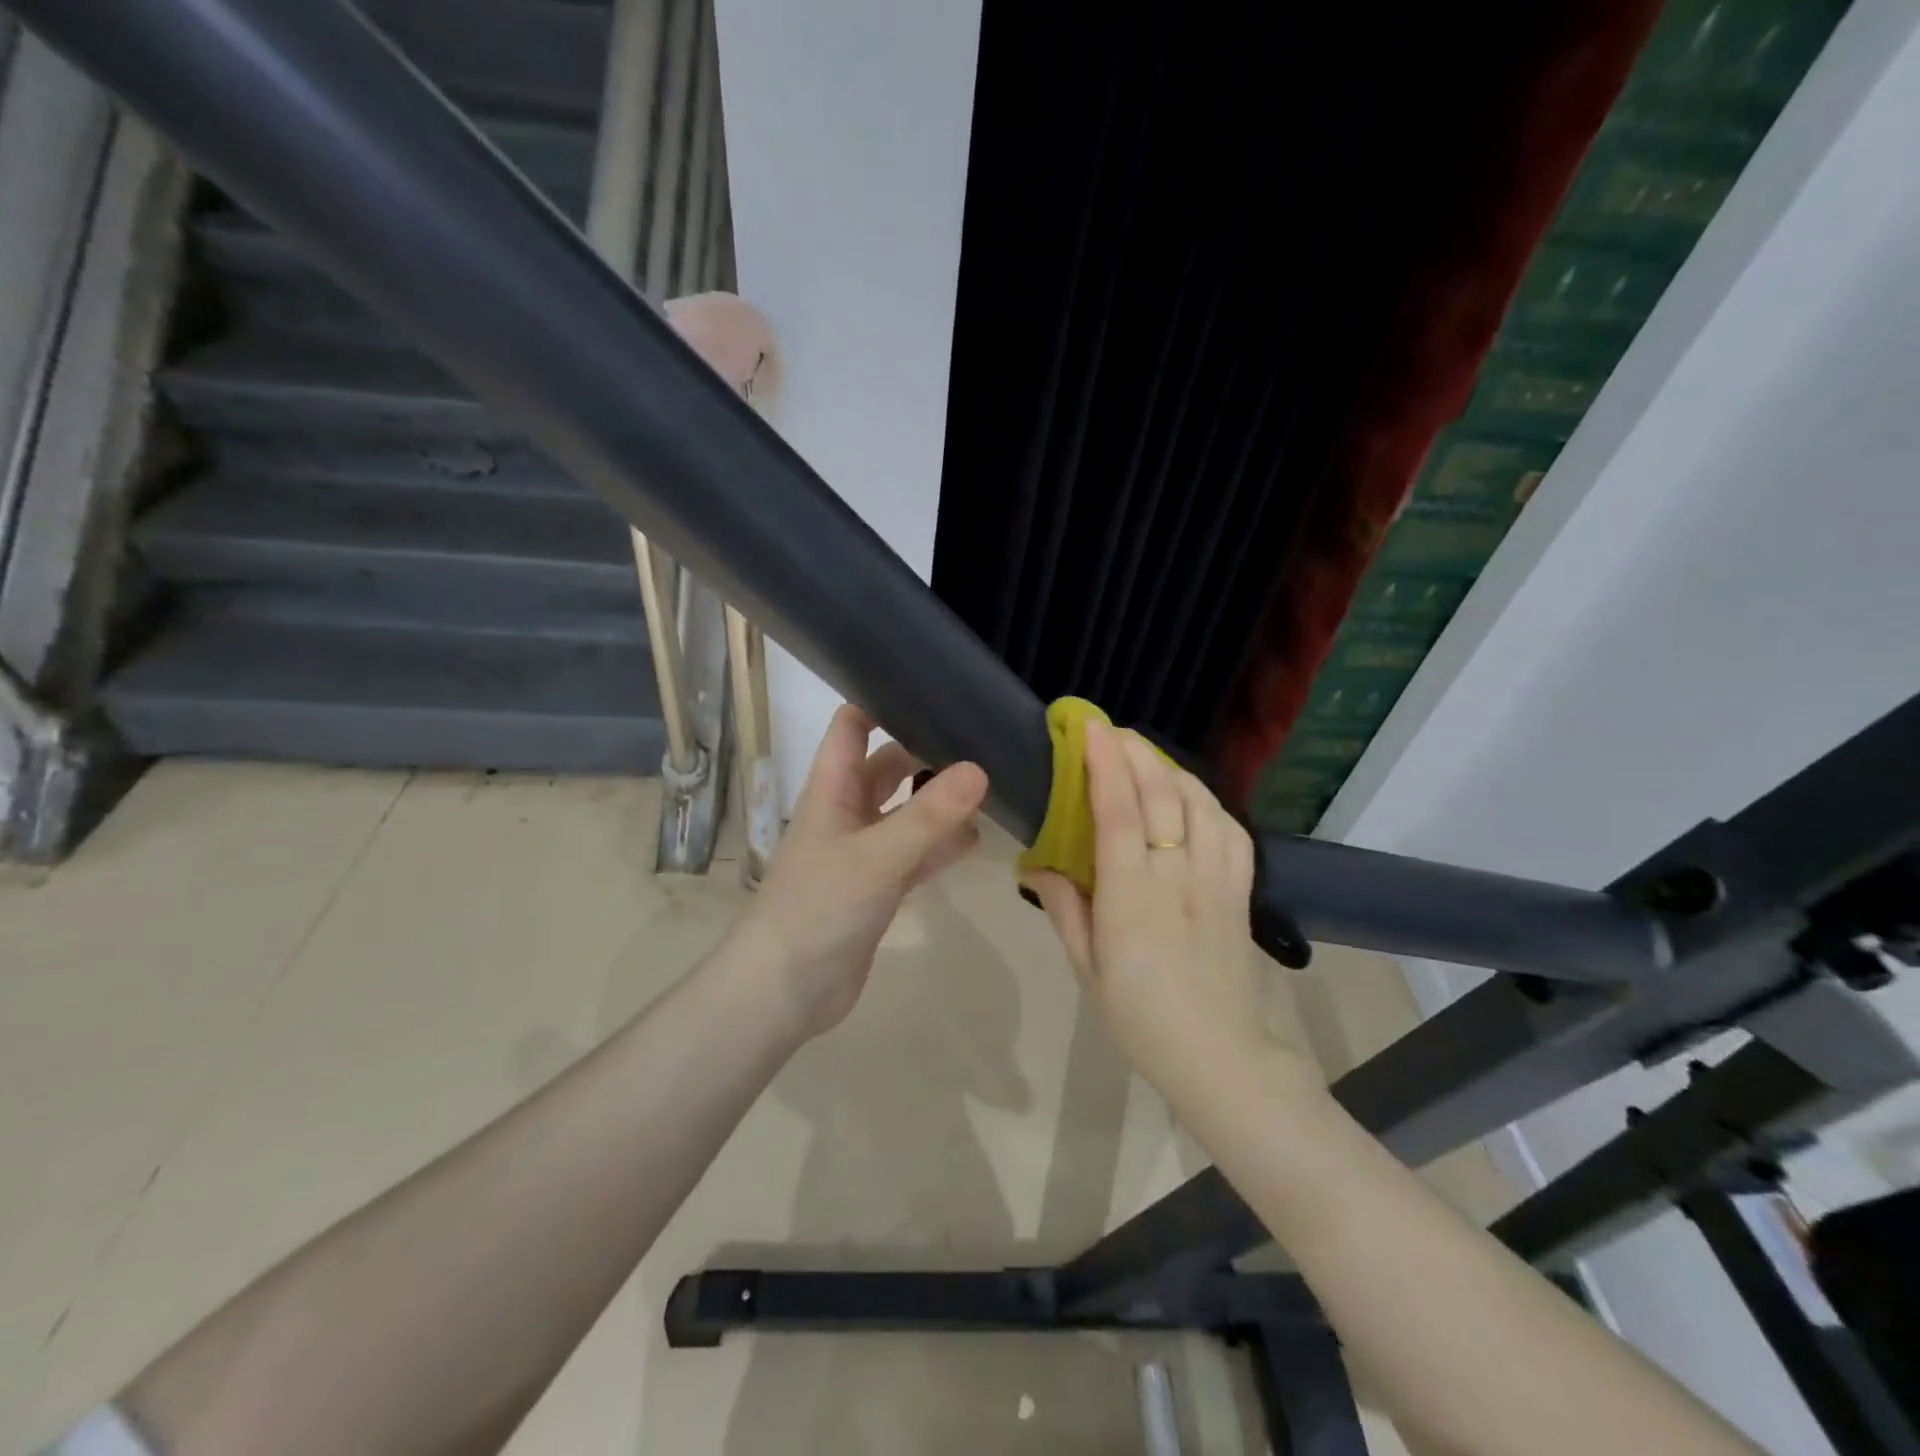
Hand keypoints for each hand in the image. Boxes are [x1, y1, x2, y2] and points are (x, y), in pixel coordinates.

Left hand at [728, 705, 988, 1040]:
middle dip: (928, 752)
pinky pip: (915, 854)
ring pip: (907, 812)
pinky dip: (941, 846)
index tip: (933, 690)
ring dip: (940, 802)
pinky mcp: (878, 887)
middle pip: (889, 766)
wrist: (785, 990)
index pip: (851, 726)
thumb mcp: (877, 856)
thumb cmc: (819, 908)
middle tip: (982, 739)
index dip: (883, 702)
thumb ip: (929, 816)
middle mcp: (847, 812)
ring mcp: (863, 851)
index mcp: (832, 789)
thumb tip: (980, 769)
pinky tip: (977, 840)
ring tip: (991, 784)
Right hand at [1022, 721, 1290, 1096]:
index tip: (1091, 729)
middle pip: (1162, 796)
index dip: (1106, 764)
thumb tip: (1037, 867)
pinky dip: (1209, 802)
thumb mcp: (1087, 969)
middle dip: (1136, 753)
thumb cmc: (1140, 1018)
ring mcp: (1216, 881)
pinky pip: (1232, 831)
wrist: (1220, 1058)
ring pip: (1201, 805)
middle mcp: (1177, 877)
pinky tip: (1191, 797)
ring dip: (1172, 769)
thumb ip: (1064, 909)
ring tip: (1146, 756)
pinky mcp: (1242, 892)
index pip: (1120, 813)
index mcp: (1132, 897)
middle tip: (1111, 732)